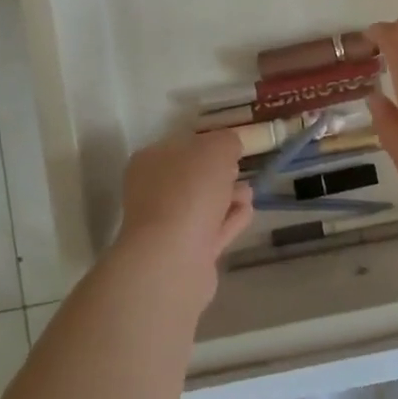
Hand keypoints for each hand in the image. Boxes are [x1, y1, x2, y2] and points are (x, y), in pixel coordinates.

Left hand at [113, 129, 253, 301]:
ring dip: (229, 197)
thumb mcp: (216, 148)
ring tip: (247, 195)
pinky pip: (213, 230)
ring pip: (205, 204)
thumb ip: (227, 141)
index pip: (184, 145)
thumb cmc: (189, 191)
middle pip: (195, 177)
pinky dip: (230, 221)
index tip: (234, 148)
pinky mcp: (185, 253)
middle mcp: (154, 192)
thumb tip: (230, 148)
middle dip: (222, 173)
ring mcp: (167, 225)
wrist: (173, 257)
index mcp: (151, 161)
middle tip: (239, 171)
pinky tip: (246, 212)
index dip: (211, 144)